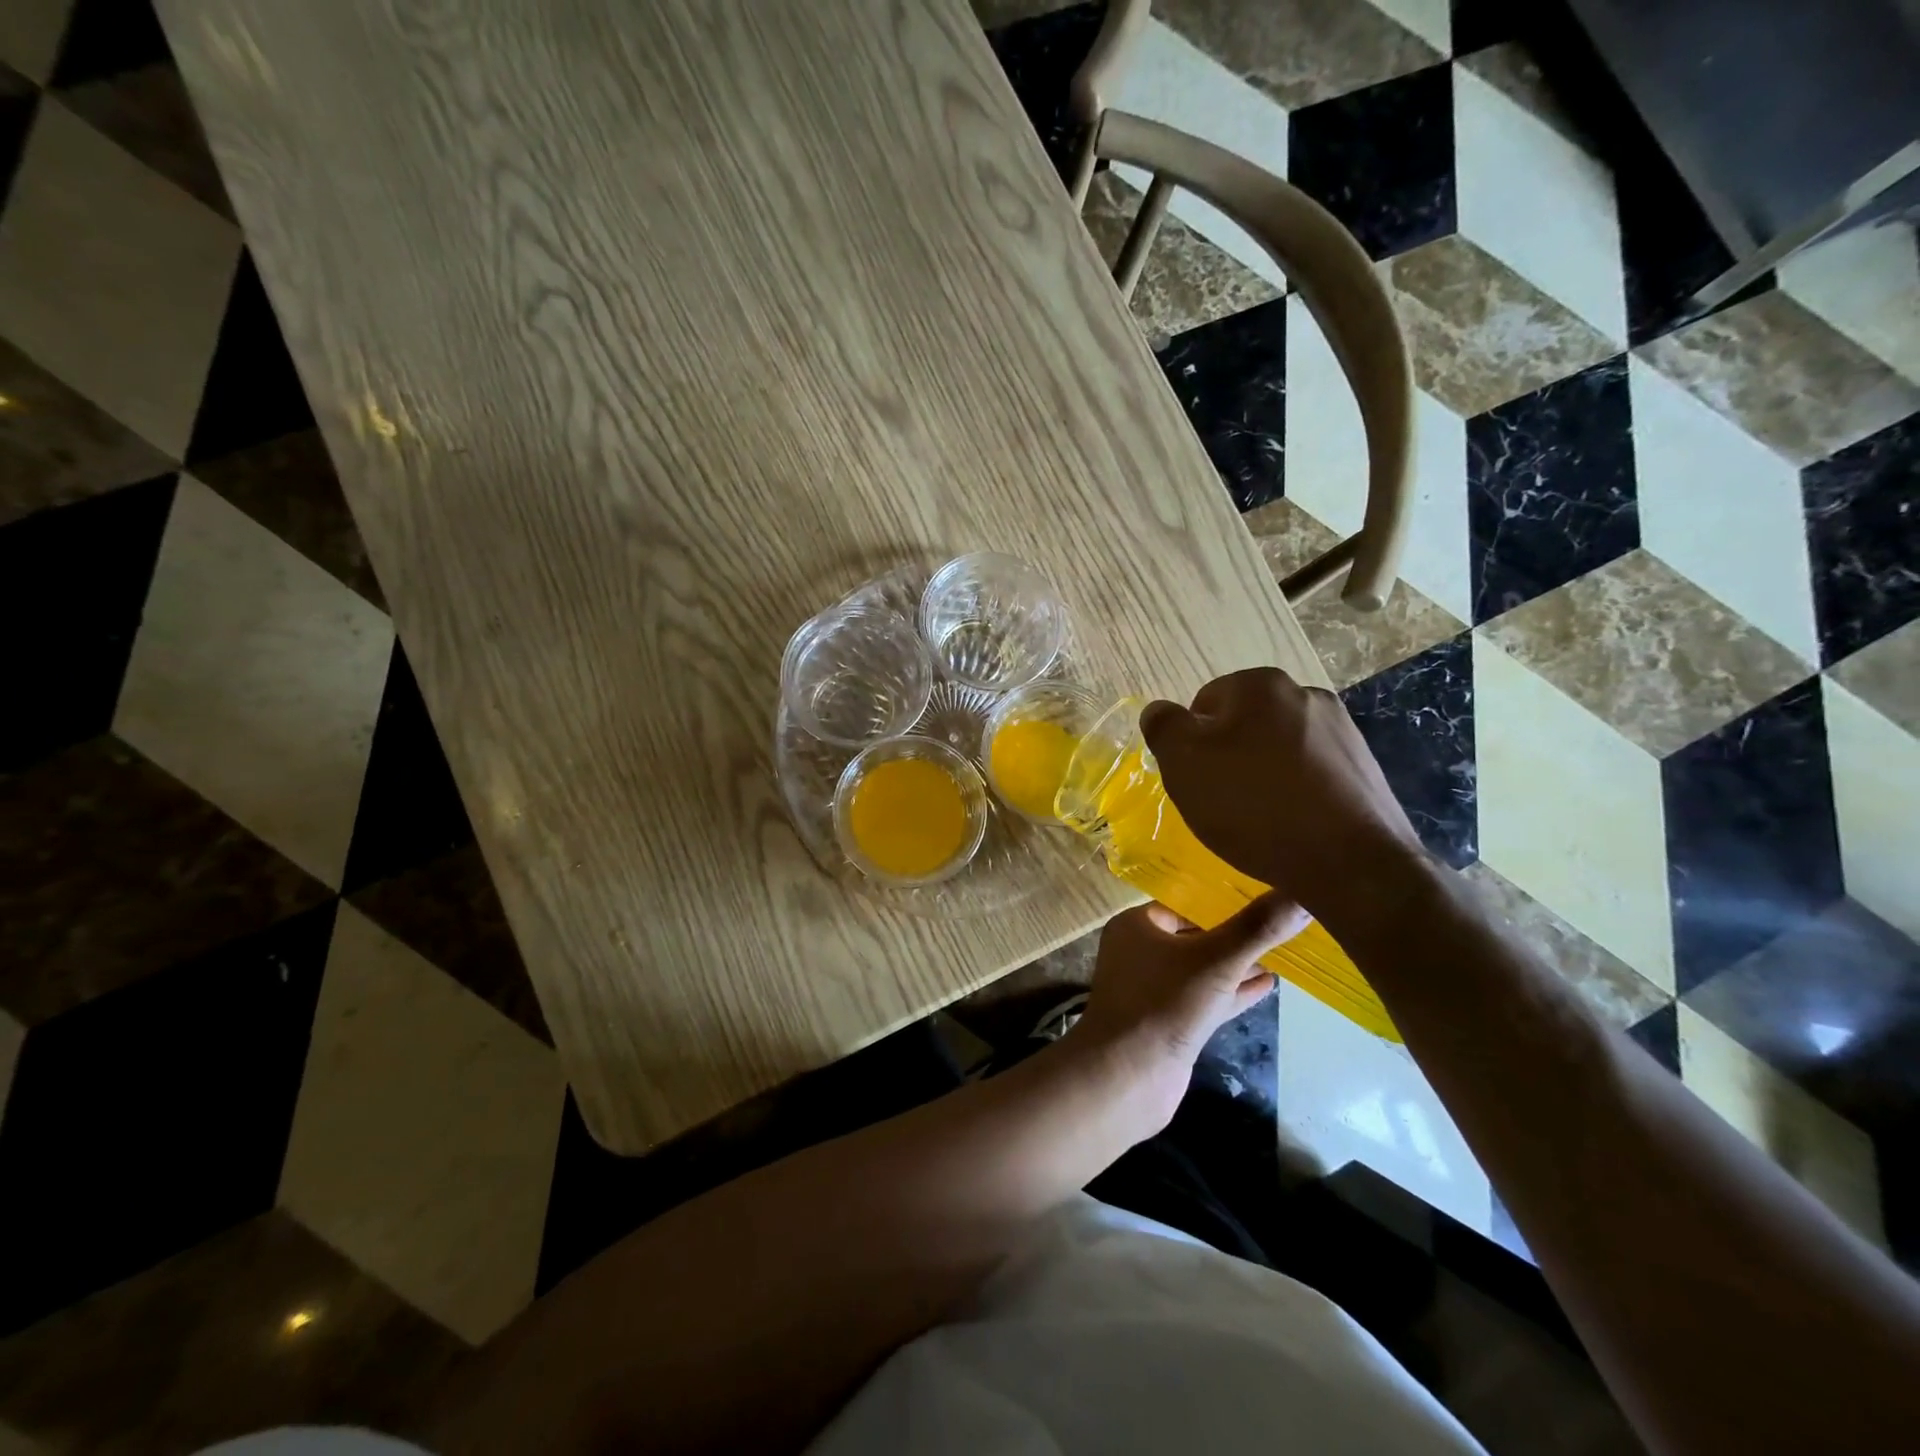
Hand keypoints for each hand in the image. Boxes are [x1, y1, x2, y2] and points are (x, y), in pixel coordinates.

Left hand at [1071, 895, 1304, 1131]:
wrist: (1127, 1077)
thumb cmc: (1164, 1003)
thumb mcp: (1216, 959)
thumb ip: (1258, 928)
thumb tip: (1303, 892)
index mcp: (1136, 926)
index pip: (1184, 902)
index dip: (1222, 899)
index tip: (1264, 893)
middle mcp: (1140, 952)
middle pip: (1194, 935)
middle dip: (1234, 933)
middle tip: (1280, 922)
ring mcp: (1153, 990)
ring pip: (1202, 969)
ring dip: (1237, 964)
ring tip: (1282, 953)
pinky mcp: (1169, 1023)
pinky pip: (1206, 998)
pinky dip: (1234, 992)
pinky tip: (1269, 985)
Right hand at [1139, 667, 1421, 922]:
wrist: (1350, 863)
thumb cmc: (1253, 805)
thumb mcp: (1184, 764)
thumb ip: (1163, 727)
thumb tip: (1158, 711)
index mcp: (1260, 685)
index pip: (1205, 704)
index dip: (1191, 744)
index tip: (1196, 780)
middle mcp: (1306, 695)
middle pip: (1244, 724)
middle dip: (1228, 756)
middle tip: (1221, 801)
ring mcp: (1343, 731)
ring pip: (1279, 748)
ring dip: (1262, 774)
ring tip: (1259, 818)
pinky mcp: (1364, 768)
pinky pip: (1311, 773)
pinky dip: (1295, 792)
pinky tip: (1292, 825)